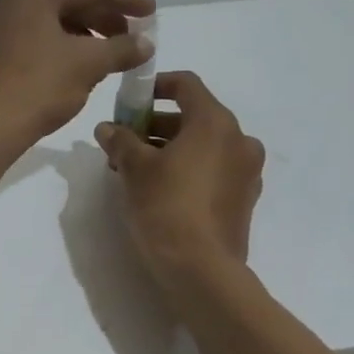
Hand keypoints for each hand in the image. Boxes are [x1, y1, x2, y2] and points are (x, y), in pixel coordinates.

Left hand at [0, 0, 155, 150]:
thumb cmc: (37, 87)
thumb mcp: (88, 64)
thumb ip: (122, 48)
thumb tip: (145, 44)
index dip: (127, 0)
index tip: (152, 13)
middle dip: (106, 18)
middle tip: (135, 37)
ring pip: (53, 17)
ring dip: (86, 33)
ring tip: (113, 53)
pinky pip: (37, 33)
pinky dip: (63, 43)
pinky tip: (83, 62)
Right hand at [94, 71, 264, 287]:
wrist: (201, 269)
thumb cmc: (166, 206)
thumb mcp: (134, 168)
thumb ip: (120, 140)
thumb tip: (107, 129)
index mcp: (215, 123)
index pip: (186, 85)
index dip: (155, 86)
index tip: (129, 102)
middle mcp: (239, 140)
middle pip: (195, 116)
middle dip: (157, 123)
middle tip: (126, 140)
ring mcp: (246, 171)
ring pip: (204, 145)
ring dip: (171, 147)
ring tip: (136, 167)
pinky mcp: (244, 198)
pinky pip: (214, 169)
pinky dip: (189, 168)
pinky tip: (161, 188)